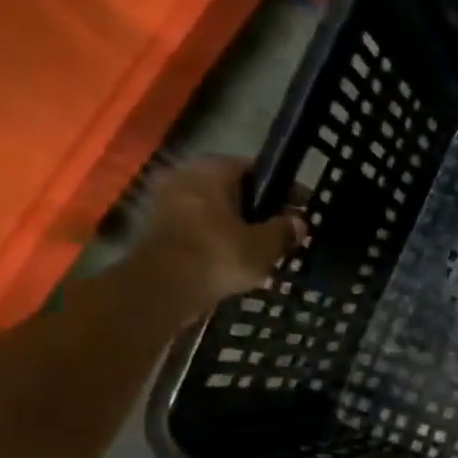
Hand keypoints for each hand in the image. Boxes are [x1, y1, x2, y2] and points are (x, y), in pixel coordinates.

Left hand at [132, 156, 305, 313]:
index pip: (256, 170)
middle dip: (257, 211)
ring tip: (262, 251)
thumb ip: (284, 230)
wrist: (162, 288)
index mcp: (213, 170)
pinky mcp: (158, 229)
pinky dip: (218, 241)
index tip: (299, 209)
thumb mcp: (264, 245)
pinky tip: (236, 262)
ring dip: (237, 228)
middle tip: (281, 232)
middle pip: (233, 191)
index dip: (282, 190)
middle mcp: (186, 176)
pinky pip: (199, 229)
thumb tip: (298, 222)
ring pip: (216, 211)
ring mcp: (167, 202)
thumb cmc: (218, 255)